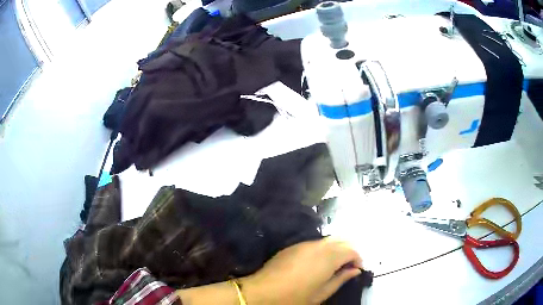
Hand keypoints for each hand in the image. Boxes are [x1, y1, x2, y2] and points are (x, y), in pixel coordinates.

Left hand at [241, 238, 362, 304]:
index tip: (358, 269)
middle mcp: (318, 246)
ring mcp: (304, 244)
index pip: (351, 249)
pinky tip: (318, 262)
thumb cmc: (295, 297)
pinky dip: (323, 249)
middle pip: (341, 240)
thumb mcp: (321, 293)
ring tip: (334, 265)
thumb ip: (340, 279)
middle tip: (348, 266)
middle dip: (349, 250)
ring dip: (336, 249)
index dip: (358, 258)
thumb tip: (355, 270)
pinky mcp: (293, 246)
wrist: (262, 291)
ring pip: (328, 240)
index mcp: (328, 257)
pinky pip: (315, 244)